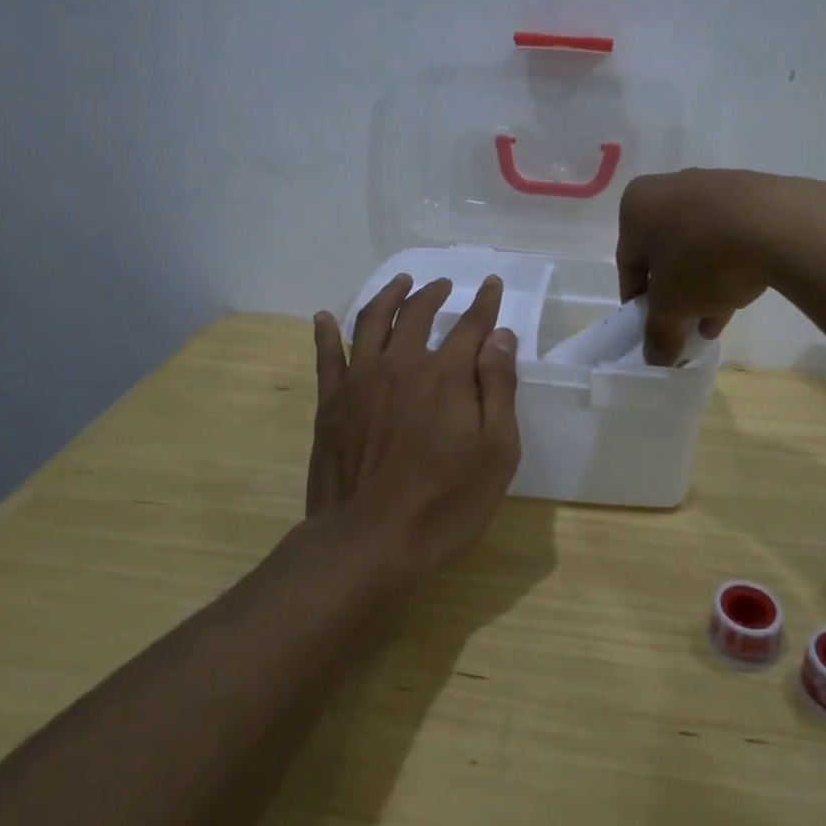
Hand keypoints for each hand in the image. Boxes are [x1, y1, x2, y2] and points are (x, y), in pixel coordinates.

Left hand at [306, 274, 521, 581]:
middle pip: (418, 313)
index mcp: (446, 374)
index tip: (492, 284)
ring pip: (372, 321)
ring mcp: (360, 380)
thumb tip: (500, 336)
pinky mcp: (331, 402)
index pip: (471, 325)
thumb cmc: (444, 502)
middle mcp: (401, 363)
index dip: (485, 303)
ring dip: (389, 296)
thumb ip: (498, 387)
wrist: (368, 542)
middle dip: (435, 294)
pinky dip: (327, 332)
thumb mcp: (496, 451)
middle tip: (444, 285)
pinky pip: (326, 355)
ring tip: (400, 283)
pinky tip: (326, 317)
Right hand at [616, 169, 789, 364]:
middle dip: (675, 295)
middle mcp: (668, 187)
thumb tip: (655, 358)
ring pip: (698, 246)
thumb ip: (658, 333)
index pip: (627, 263)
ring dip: (702, 285)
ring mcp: (711, 186)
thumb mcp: (672, 306)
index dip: (639, 303)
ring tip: (716, 320)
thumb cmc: (704, 259)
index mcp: (637, 205)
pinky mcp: (749, 193)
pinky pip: (728, 235)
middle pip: (664, 254)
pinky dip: (728, 264)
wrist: (779, 224)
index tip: (654, 330)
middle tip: (687, 327)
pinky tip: (740, 295)